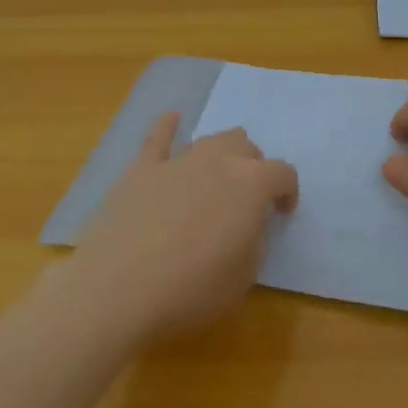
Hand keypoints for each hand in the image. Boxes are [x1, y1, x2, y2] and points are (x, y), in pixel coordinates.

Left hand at [66, 113, 298, 340]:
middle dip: (254, 169)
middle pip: (246, 148)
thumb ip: (254, 239)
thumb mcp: (244, 276)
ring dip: (222, 153)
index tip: (281, 214)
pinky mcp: (142, 169)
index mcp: (252, 185)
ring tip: (219, 174)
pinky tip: (172, 118)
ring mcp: (178, 161)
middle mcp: (218, 162)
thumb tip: (247, 224)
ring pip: (210, 140)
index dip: (288, 192)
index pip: (283, 173)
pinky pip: (157, 137)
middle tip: (247, 200)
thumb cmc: (191, 289)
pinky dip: (168, 126)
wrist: (118, 289)